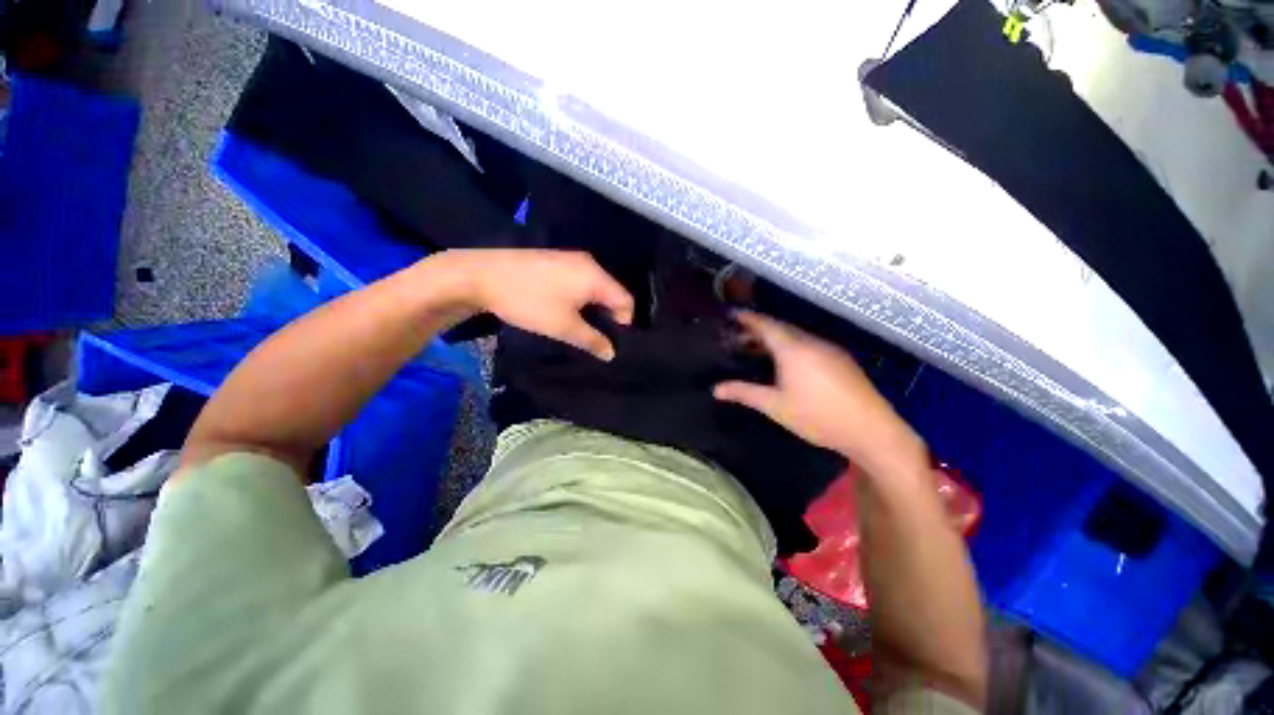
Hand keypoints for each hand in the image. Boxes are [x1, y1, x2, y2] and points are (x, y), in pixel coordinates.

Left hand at [450, 249, 634, 360]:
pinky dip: (580, 298)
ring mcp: (571, 259)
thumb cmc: (529, 301)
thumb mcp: (563, 327)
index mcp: (596, 276)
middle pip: (612, 293)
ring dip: (593, 308)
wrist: (481, 275)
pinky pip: (581, 281)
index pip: (626, 301)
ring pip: (596, 288)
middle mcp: (589, 262)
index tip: (608, 341)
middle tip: (594, 337)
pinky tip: (564, 308)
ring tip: (578, 326)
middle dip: (607, 317)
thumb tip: (611, 354)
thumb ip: (592, 340)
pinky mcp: (556, 260)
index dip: (623, 324)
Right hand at [713, 312, 924, 472]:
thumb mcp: (775, 406)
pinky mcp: (840, 359)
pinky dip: (791, 345)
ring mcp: (829, 349)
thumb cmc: (818, 416)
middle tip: (738, 336)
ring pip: (796, 335)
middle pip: (781, 328)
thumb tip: (715, 389)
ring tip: (757, 349)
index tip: (732, 314)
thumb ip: (744, 393)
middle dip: (758, 329)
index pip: (766, 325)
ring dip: (775, 338)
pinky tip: (786, 361)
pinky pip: (809, 343)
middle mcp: (812, 342)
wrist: (871, 430)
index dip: (748, 318)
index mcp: (793, 349)